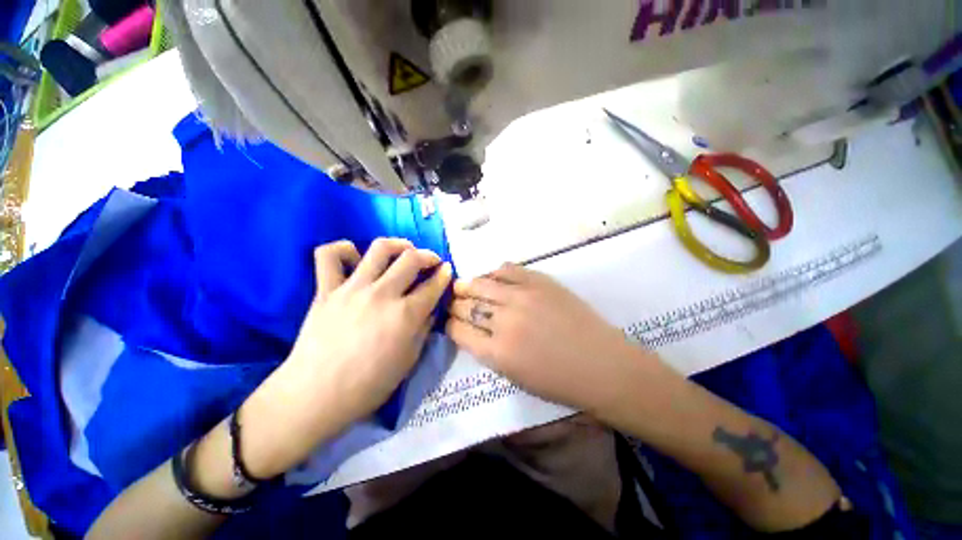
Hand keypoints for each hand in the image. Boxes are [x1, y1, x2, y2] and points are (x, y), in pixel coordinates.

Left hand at [240, 238, 451, 477]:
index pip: (433, 285)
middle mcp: (382, 294)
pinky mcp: (326, 290)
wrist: (315, 396)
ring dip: (399, 244)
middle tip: (432, 261)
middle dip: (428, 255)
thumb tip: (431, 308)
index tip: (448, 270)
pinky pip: (329, 256)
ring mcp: (352, 288)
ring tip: (404, 250)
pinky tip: (355, 257)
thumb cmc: (369, 385)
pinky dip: (343, 249)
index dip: (445, 275)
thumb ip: (424, 329)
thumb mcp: (409, 360)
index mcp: (405, 315)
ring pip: (380, 248)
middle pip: (412, 259)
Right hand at [446, 264, 654, 414]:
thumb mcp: (514, 376)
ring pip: (481, 283)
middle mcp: (504, 321)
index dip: (450, 324)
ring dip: (467, 285)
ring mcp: (522, 297)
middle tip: (453, 301)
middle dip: (454, 303)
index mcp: (497, 353)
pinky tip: (491, 277)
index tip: (449, 321)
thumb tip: (471, 329)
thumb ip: (488, 351)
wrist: (602, 365)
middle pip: (466, 305)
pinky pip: (507, 269)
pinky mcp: (539, 282)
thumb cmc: (559, 381)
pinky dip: (494, 272)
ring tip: (463, 285)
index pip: (458, 330)